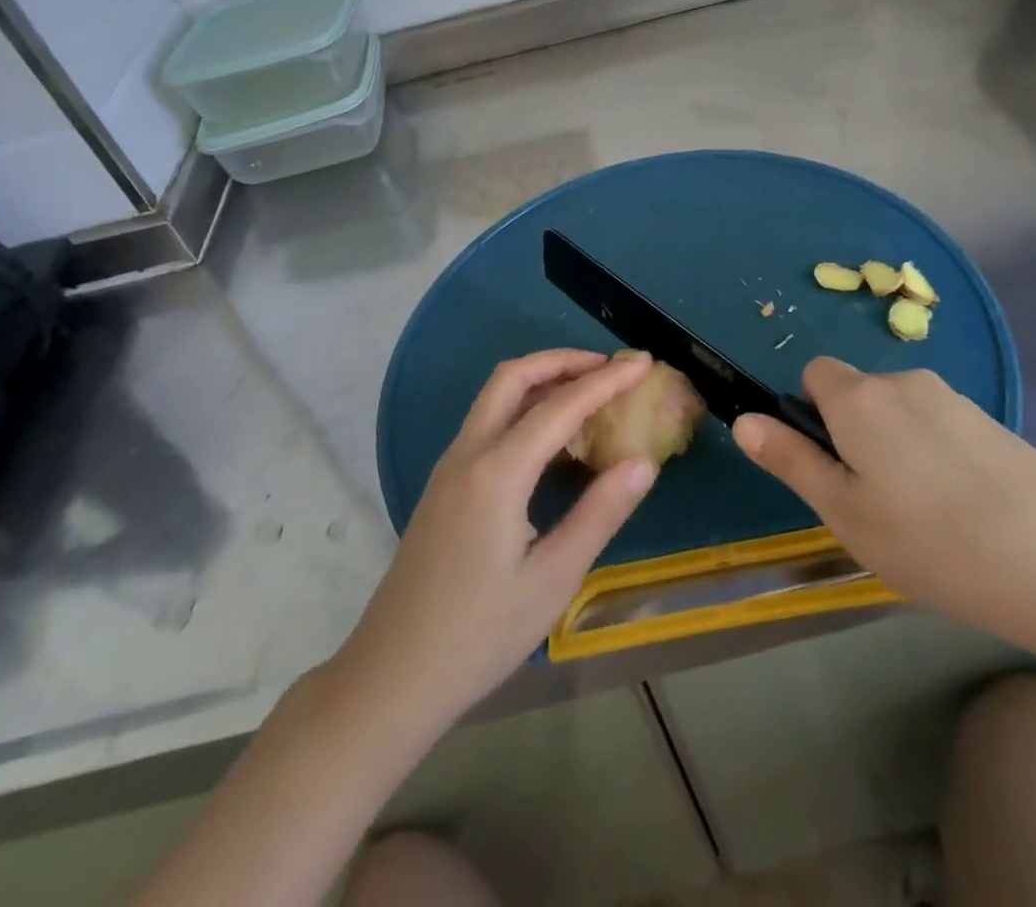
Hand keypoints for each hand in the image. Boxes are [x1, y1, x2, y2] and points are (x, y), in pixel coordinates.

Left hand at [335, 349, 656, 734]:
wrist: (393, 674)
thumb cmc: (479, 634)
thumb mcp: (552, 579)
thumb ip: (599, 514)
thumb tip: (642, 462)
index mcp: (496, 473)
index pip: (559, 407)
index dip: (605, 381)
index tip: (642, 363)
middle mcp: (468, 454)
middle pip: (513, 378)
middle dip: (562, 361)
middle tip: (609, 367)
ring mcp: (450, 466)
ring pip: (495, 397)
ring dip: (540, 380)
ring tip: (588, 392)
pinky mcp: (444, 484)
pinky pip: (488, 423)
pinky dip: (523, 408)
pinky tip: (552, 438)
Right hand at [733, 358, 1035, 652]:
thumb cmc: (934, 544)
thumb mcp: (845, 513)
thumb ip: (791, 461)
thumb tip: (743, 420)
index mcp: (859, 397)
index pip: (814, 373)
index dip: (810, 414)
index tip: (831, 467)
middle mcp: (904, 381)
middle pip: (857, 394)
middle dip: (853, 436)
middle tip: (875, 506)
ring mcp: (955, 399)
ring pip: (900, 415)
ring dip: (896, 450)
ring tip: (924, 519)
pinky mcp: (994, 422)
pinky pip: (939, 428)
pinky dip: (936, 457)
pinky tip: (965, 514)